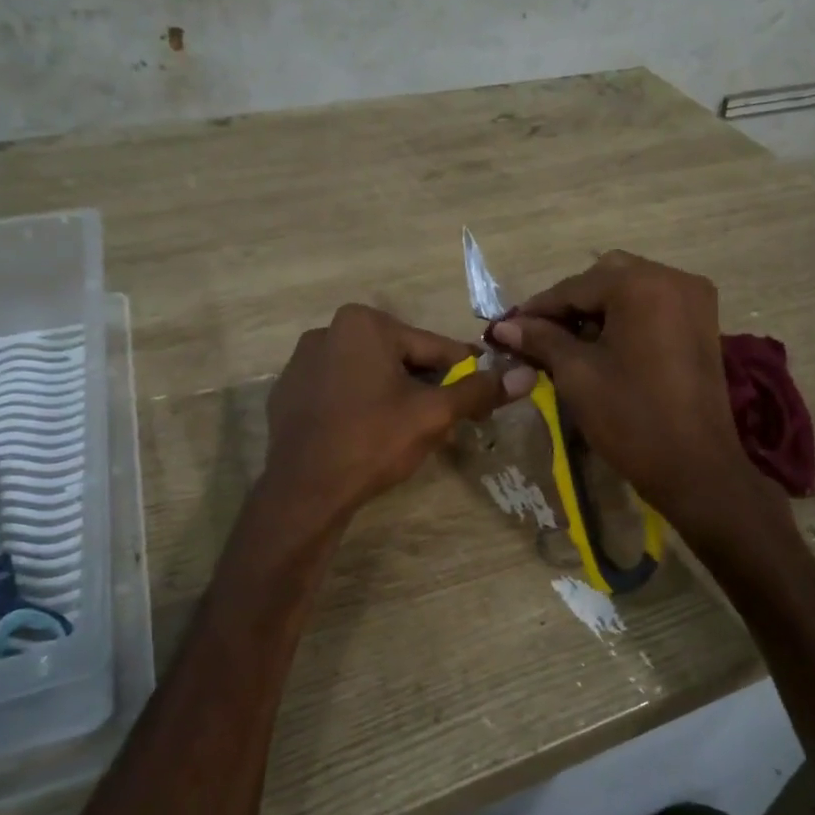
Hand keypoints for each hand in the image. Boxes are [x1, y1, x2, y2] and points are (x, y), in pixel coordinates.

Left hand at [262, 304, 535, 528]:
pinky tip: (369, 437)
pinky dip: (360, 407)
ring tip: (411, 435)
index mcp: (365, 323)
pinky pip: (339, 392)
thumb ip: (479, 391)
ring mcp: (302, 362)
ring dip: (395, 398)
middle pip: (400, 359)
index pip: (433, 348)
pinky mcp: (287, 393)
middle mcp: (328, 330)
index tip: (481, 401)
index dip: (464, 376)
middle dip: (427, 389)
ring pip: (369, 376)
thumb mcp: (434, 415)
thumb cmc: (373, 440)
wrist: (304, 491)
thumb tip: (527, 375)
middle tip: (447, 424)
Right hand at [489, 252, 767, 529]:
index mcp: (641, 285)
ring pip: (631, 288)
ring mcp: (694, 298)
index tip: (505, 327)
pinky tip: (603, 344)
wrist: (695, 467)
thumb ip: (541, 339)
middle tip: (539, 334)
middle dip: (570, 303)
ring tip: (567, 342)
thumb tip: (505, 326)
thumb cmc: (630, 418)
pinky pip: (654, 304)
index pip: (575, 286)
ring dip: (597, 308)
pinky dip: (625, 316)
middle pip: (606, 276)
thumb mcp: (577, 375)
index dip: (537, 308)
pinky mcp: (702, 322)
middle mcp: (673, 278)